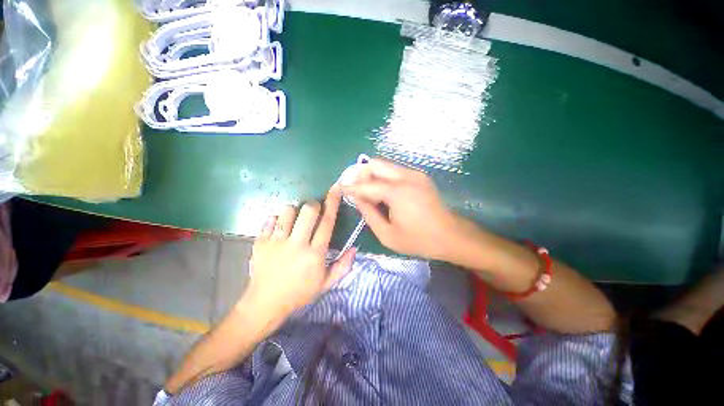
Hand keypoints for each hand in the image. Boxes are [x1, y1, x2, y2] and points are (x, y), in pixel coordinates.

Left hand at [242, 185, 355, 321]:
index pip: (327, 222)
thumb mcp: (326, 283)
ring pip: (288, 211)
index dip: (332, 203)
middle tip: (313, 212)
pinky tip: (278, 229)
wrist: (265, 303)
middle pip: (308, 211)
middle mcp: (297, 244)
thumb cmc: (300, 293)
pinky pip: (269, 219)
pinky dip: (276, 220)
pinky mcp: (260, 242)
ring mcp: (276, 242)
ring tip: (294, 221)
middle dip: (313, 205)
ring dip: (294, 211)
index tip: (335, 189)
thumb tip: (355, 248)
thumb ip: (343, 265)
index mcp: (315, 254)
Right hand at [342, 158, 461, 260]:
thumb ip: (369, 214)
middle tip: (354, 188)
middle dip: (361, 174)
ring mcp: (415, 174)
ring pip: (385, 165)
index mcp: (397, 192)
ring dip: (372, 174)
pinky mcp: (419, 176)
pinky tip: (382, 191)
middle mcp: (406, 177)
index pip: (366, 184)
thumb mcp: (388, 235)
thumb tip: (357, 199)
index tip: (340, 188)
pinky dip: (383, 177)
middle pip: (375, 164)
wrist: (451, 236)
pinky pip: (394, 170)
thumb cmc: (419, 240)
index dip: (351, 186)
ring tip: (366, 190)